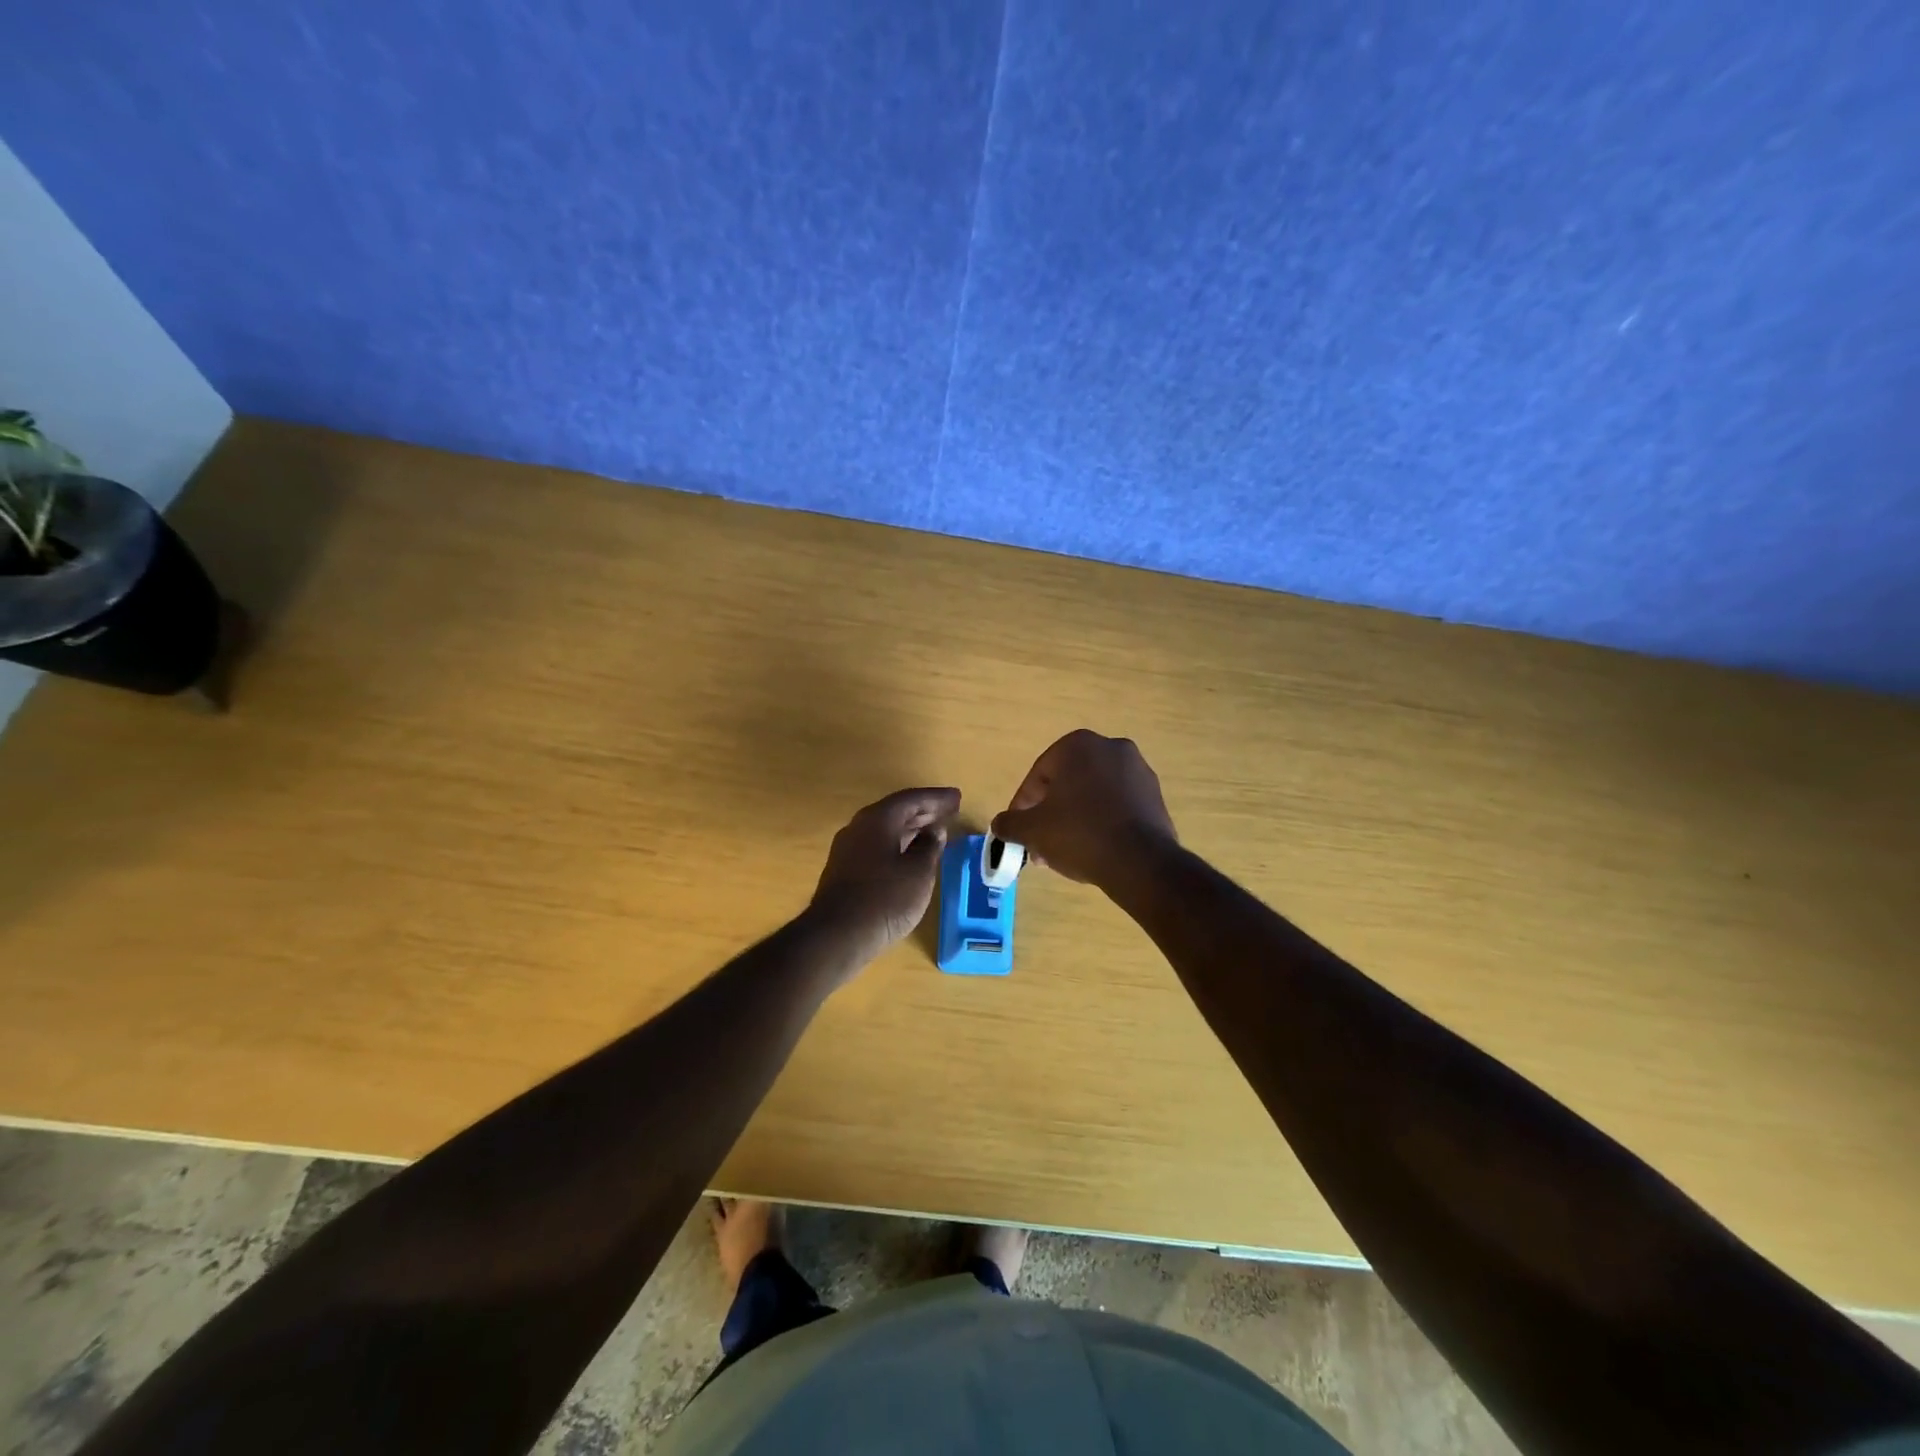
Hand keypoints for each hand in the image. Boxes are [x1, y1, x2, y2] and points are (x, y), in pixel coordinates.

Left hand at [808, 786, 959, 963]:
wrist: (836, 936)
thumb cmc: (884, 900)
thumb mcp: (918, 873)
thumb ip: (930, 847)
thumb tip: (934, 831)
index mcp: (877, 820)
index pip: (911, 799)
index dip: (937, 798)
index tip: (957, 797)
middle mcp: (859, 827)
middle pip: (896, 811)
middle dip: (925, 811)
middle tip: (950, 811)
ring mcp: (848, 849)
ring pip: (886, 830)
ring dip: (912, 829)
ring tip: (936, 832)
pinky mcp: (845, 870)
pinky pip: (877, 846)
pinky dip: (899, 844)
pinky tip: (912, 856)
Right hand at [990, 730, 1176, 887]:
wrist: (1140, 862)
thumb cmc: (1079, 834)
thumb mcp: (1032, 830)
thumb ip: (1010, 823)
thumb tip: (999, 824)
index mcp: (1078, 745)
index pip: (1039, 775)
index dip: (1024, 805)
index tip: (1019, 830)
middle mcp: (1111, 748)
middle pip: (1067, 783)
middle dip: (1050, 813)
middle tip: (1040, 842)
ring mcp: (1139, 770)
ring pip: (1093, 794)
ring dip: (1075, 818)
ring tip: (1065, 851)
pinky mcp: (1156, 796)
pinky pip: (1118, 805)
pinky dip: (1102, 821)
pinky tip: (1094, 849)